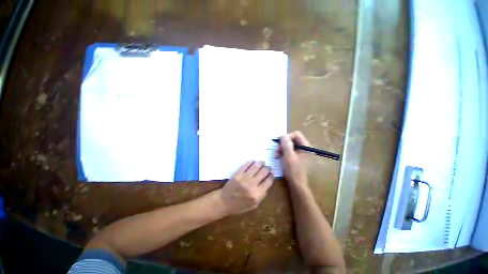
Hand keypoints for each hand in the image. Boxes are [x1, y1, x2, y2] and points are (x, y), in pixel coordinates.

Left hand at [218, 161, 273, 214]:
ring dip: (261, 163)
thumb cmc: (239, 205)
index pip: (268, 182)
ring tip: (263, 162)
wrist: (224, 202)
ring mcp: (244, 178)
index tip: (271, 174)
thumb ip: (262, 195)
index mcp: (257, 194)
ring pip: (256, 167)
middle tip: (268, 167)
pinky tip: (254, 161)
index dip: (271, 176)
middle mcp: (252, 185)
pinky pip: (246, 165)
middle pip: (263, 172)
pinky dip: (251, 162)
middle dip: (267, 168)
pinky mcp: (237, 173)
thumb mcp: (254, 205)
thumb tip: (267, 183)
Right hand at [275, 131, 310, 185]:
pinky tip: (278, 156)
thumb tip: (283, 135)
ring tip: (276, 155)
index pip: (296, 135)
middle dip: (282, 144)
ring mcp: (301, 152)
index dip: (287, 137)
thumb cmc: (293, 171)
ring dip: (281, 148)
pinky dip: (283, 152)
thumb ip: (286, 145)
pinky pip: (289, 150)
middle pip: (292, 139)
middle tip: (276, 151)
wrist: (296, 184)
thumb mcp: (289, 157)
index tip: (279, 143)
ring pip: (289, 145)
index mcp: (306, 147)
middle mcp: (305, 148)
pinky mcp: (297, 156)